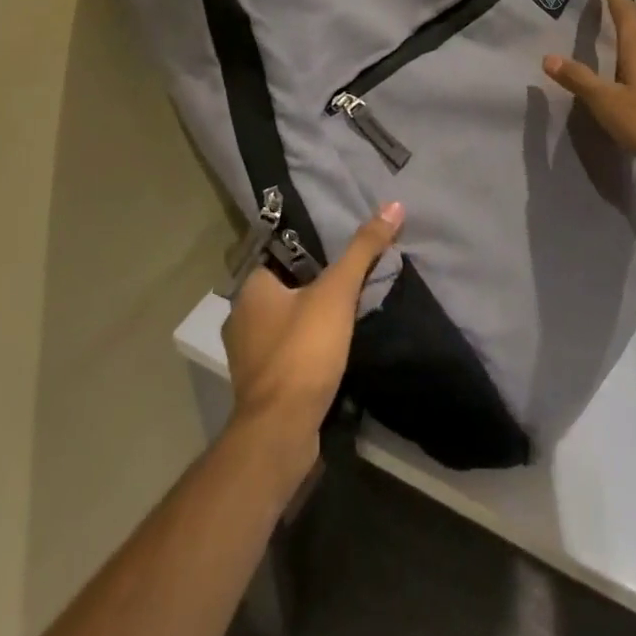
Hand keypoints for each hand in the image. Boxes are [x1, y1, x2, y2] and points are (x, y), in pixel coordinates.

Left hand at [221, 201, 403, 491]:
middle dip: (314, 285)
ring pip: (286, 322)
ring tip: (348, 311)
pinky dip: (308, 347)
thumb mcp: (337, 292)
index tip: (340, 250)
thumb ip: (363, 249)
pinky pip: (289, 351)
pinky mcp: (263, 384)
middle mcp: (241, 319)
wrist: (282, 430)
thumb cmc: (303, 350)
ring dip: (311, 318)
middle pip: (285, 289)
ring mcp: (249, 355)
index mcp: (250, 290)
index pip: (279, 256)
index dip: (310, 251)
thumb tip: (393, 204)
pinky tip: (334, 348)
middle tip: (351, 278)